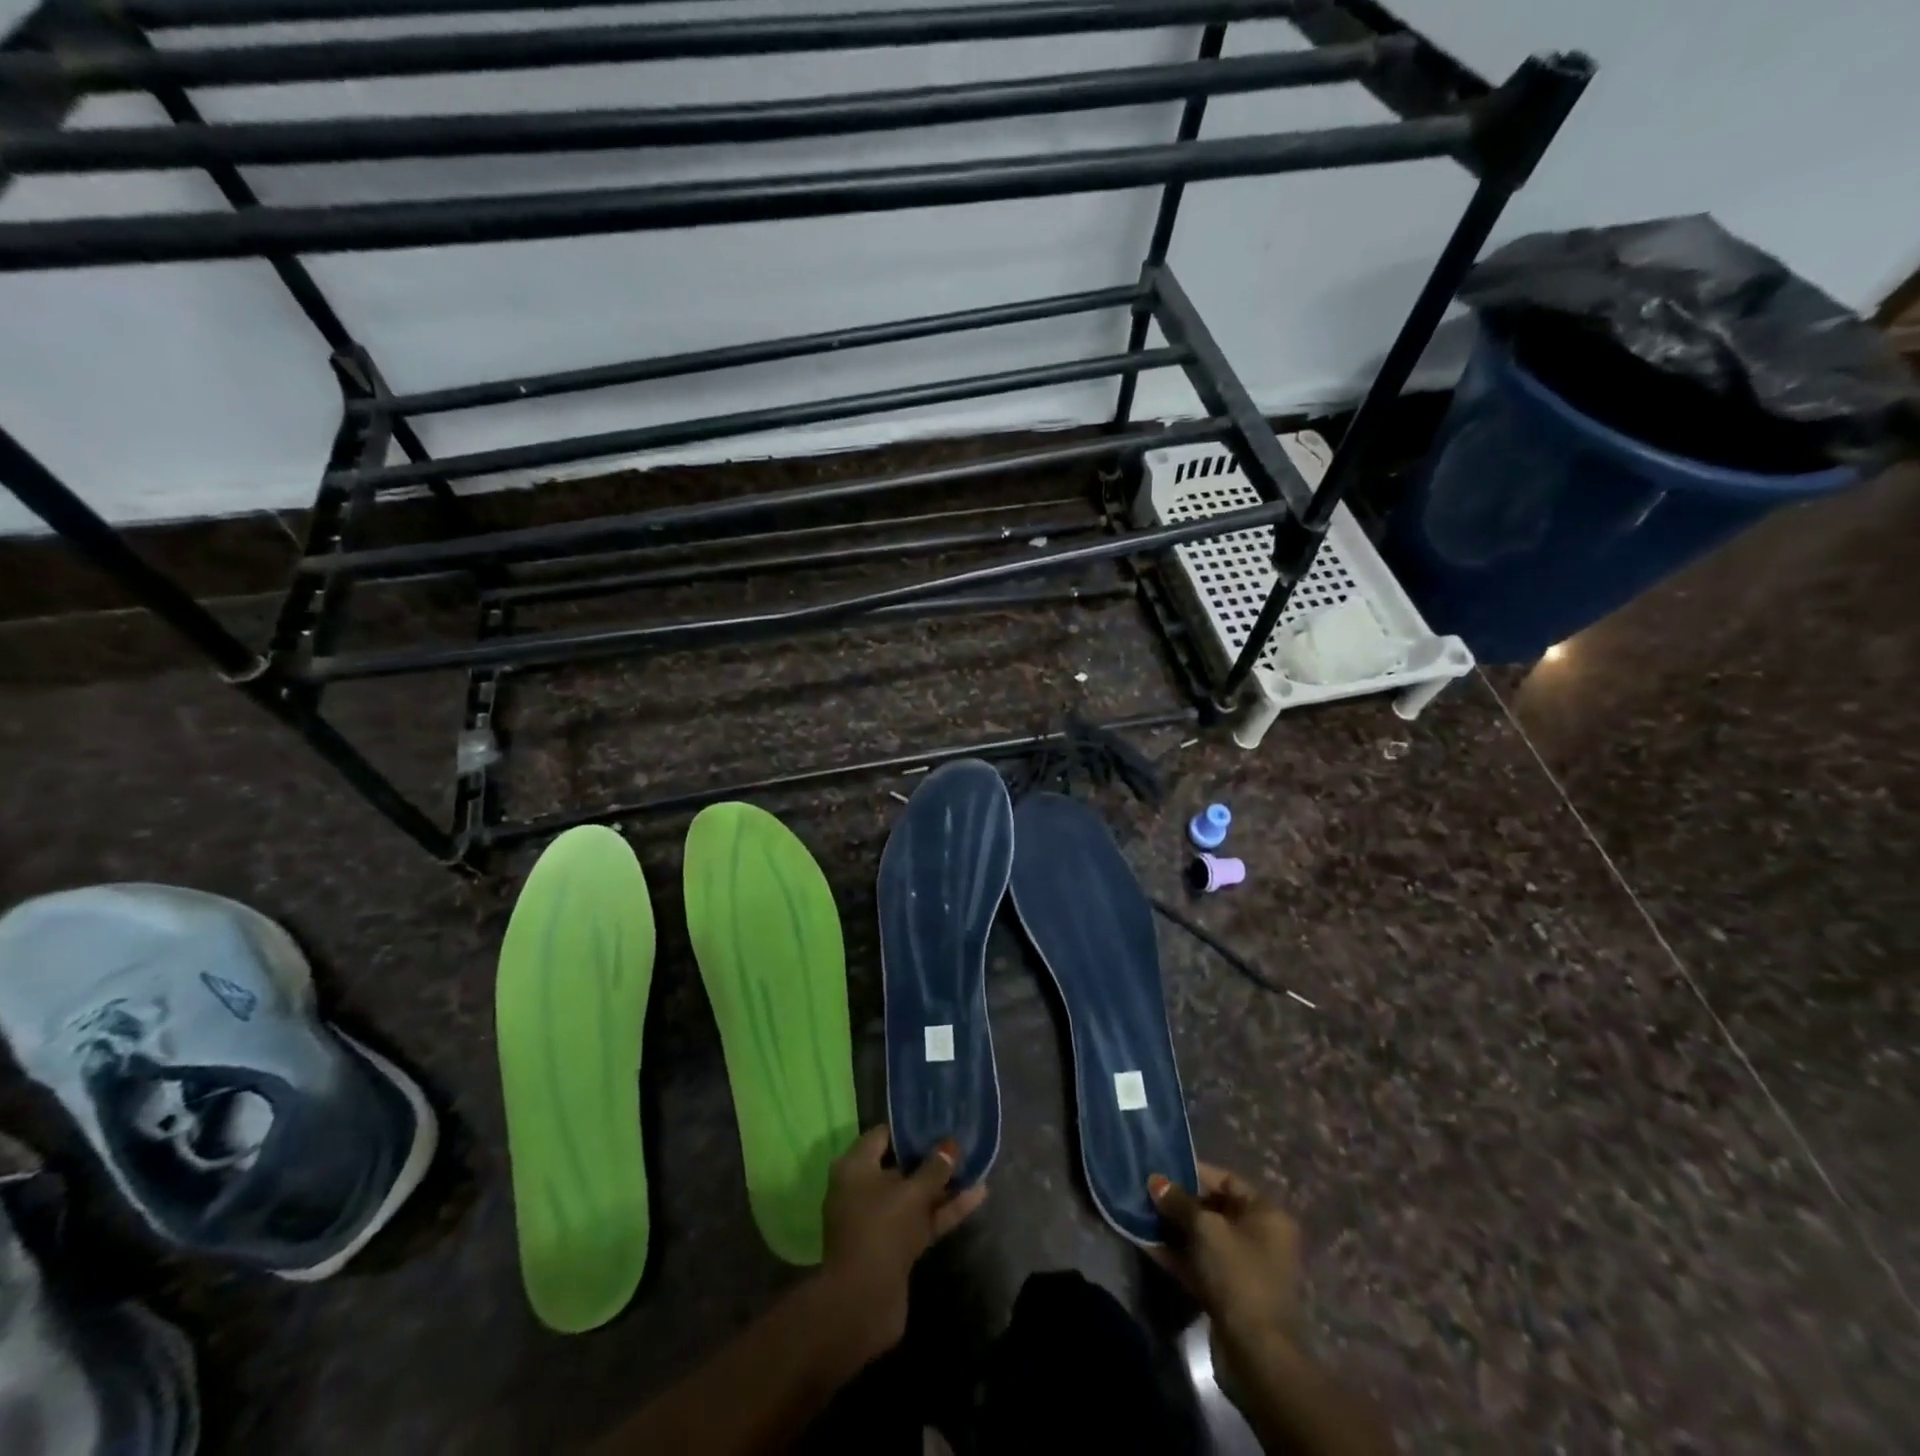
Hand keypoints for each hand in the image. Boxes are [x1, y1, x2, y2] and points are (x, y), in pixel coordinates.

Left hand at [819, 1126, 987, 1363]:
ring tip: (976, 1166)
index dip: (910, 1127)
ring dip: (942, 1185)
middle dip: (929, 1156)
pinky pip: (921, 1219)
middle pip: (899, 1165)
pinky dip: (944, 1210)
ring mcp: (879, 1220)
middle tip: (959, 1141)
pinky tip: (976, 1196)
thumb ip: (934, 1168)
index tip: (938, 1120)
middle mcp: (862, 1189)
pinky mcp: (894, 1246)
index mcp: (855, 1167)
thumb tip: (951, 1144)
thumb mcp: (912, 1193)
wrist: (862, 1304)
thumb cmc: (882, 1230)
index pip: (882, 1135)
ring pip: (914, 1195)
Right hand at [1147, 1163, 1301, 1375]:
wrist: (1256, 1353)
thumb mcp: (1205, 1228)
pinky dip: (1176, 1254)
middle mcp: (1259, 1236)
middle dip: (1179, 1201)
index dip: (1194, 1172)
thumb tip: (1154, 1180)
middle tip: (1146, 1192)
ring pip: (1203, 1238)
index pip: (1227, 1180)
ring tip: (1140, 1214)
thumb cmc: (1238, 1275)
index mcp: (1266, 1214)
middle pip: (1213, 1208)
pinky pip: (1199, 1263)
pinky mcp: (1228, 1292)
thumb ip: (1178, 1201)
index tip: (1162, 1168)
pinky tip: (1146, 1243)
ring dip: (1173, 1228)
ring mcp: (1244, 1267)